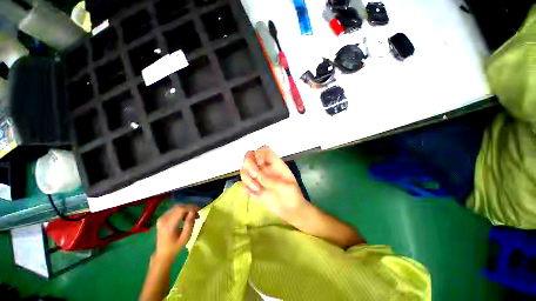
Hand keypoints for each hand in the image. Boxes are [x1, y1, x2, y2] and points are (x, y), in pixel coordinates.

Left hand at [154, 204, 197, 262]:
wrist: (163, 254)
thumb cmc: (175, 247)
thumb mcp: (186, 237)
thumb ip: (190, 224)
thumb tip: (193, 212)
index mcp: (169, 225)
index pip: (181, 209)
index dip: (191, 208)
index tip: (198, 212)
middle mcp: (164, 219)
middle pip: (179, 207)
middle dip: (189, 208)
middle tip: (197, 213)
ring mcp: (161, 218)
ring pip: (176, 207)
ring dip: (186, 209)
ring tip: (192, 215)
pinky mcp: (162, 218)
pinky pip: (173, 210)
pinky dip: (181, 211)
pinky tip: (185, 216)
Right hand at [240, 146, 308, 223]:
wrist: (290, 211)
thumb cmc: (292, 196)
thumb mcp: (286, 187)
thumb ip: (271, 180)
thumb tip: (257, 174)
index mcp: (275, 164)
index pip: (264, 150)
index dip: (259, 154)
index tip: (260, 164)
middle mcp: (264, 168)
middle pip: (250, 156)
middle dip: (249, 164)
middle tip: (255, 175)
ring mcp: (258, 178)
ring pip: (244, 170)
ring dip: (247, 179)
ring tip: (257, 189)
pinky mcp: (253, 188)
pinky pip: (243, 185)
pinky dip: (246, 189)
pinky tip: (254, 195)